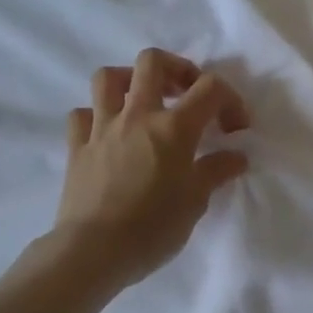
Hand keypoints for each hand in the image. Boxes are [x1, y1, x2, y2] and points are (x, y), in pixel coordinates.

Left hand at [51, 48, 250, 285]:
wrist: (94, 251)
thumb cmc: (153, 228)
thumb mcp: (195, 202)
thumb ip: (216, 172)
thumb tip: (236, 156)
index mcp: (174, 127)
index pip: (210, 89)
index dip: (230, 100)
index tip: (235, 129)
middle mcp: (137, 116)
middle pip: (153, 62)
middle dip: (176, 69)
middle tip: (187, 94)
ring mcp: (102, 128)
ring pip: (109, 77)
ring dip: (130, 81)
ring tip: (144, 102)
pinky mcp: (77, 146)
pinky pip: (82, 115)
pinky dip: (97, 116)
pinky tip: (109, 133)